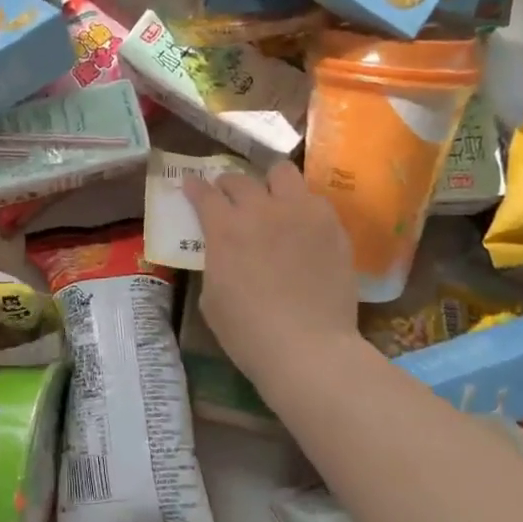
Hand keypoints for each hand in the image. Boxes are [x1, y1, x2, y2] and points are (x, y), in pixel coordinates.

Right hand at [186, 162, 360, 390]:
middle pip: (240, 179)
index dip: (194, 187)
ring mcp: (301, 213)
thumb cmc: (248, 332)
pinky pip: (314, 200)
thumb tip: (224, 253)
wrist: (308, 348)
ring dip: (270, 183)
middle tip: (228, 198)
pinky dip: (301, 206)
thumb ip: (215, 263)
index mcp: (225, 229)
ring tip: (271, 199)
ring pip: (283, 173)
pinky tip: (301, 225)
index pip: (204, 194)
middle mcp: (261, 210)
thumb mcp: (211, 297)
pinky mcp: (332, 226)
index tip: (191, 185)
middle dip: (228, 185)